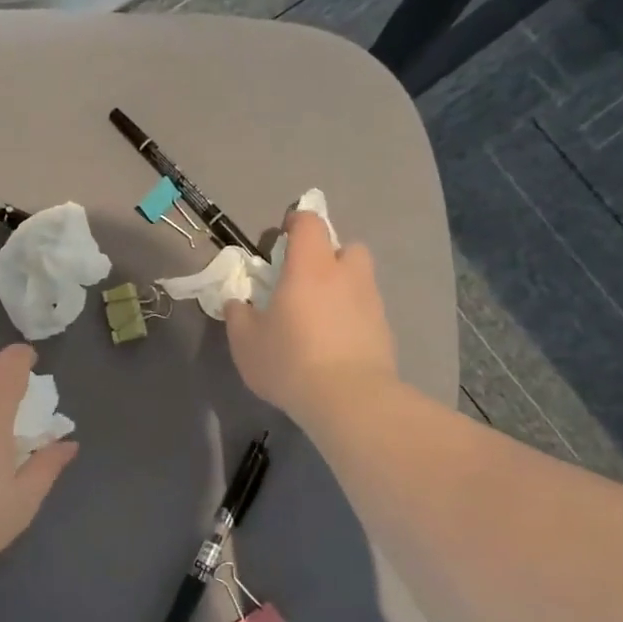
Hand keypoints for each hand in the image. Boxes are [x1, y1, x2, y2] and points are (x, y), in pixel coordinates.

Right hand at [226, 210, 398, 424]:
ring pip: (359, 280)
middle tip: (305, 282)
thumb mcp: (245, 342)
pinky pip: (366, 311)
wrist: (348, 399)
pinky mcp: (385, 330)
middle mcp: (346, 275)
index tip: (281, 238)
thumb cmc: (289, 361)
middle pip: (346, 247)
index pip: (309, 223)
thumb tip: (237, 303)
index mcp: (310, 267)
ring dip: (342, 288)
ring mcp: (371, 302)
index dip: (296, 222)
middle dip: (328, 257)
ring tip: (320, 317)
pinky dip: (352, 318)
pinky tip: (336, 345)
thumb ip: (238, 316)